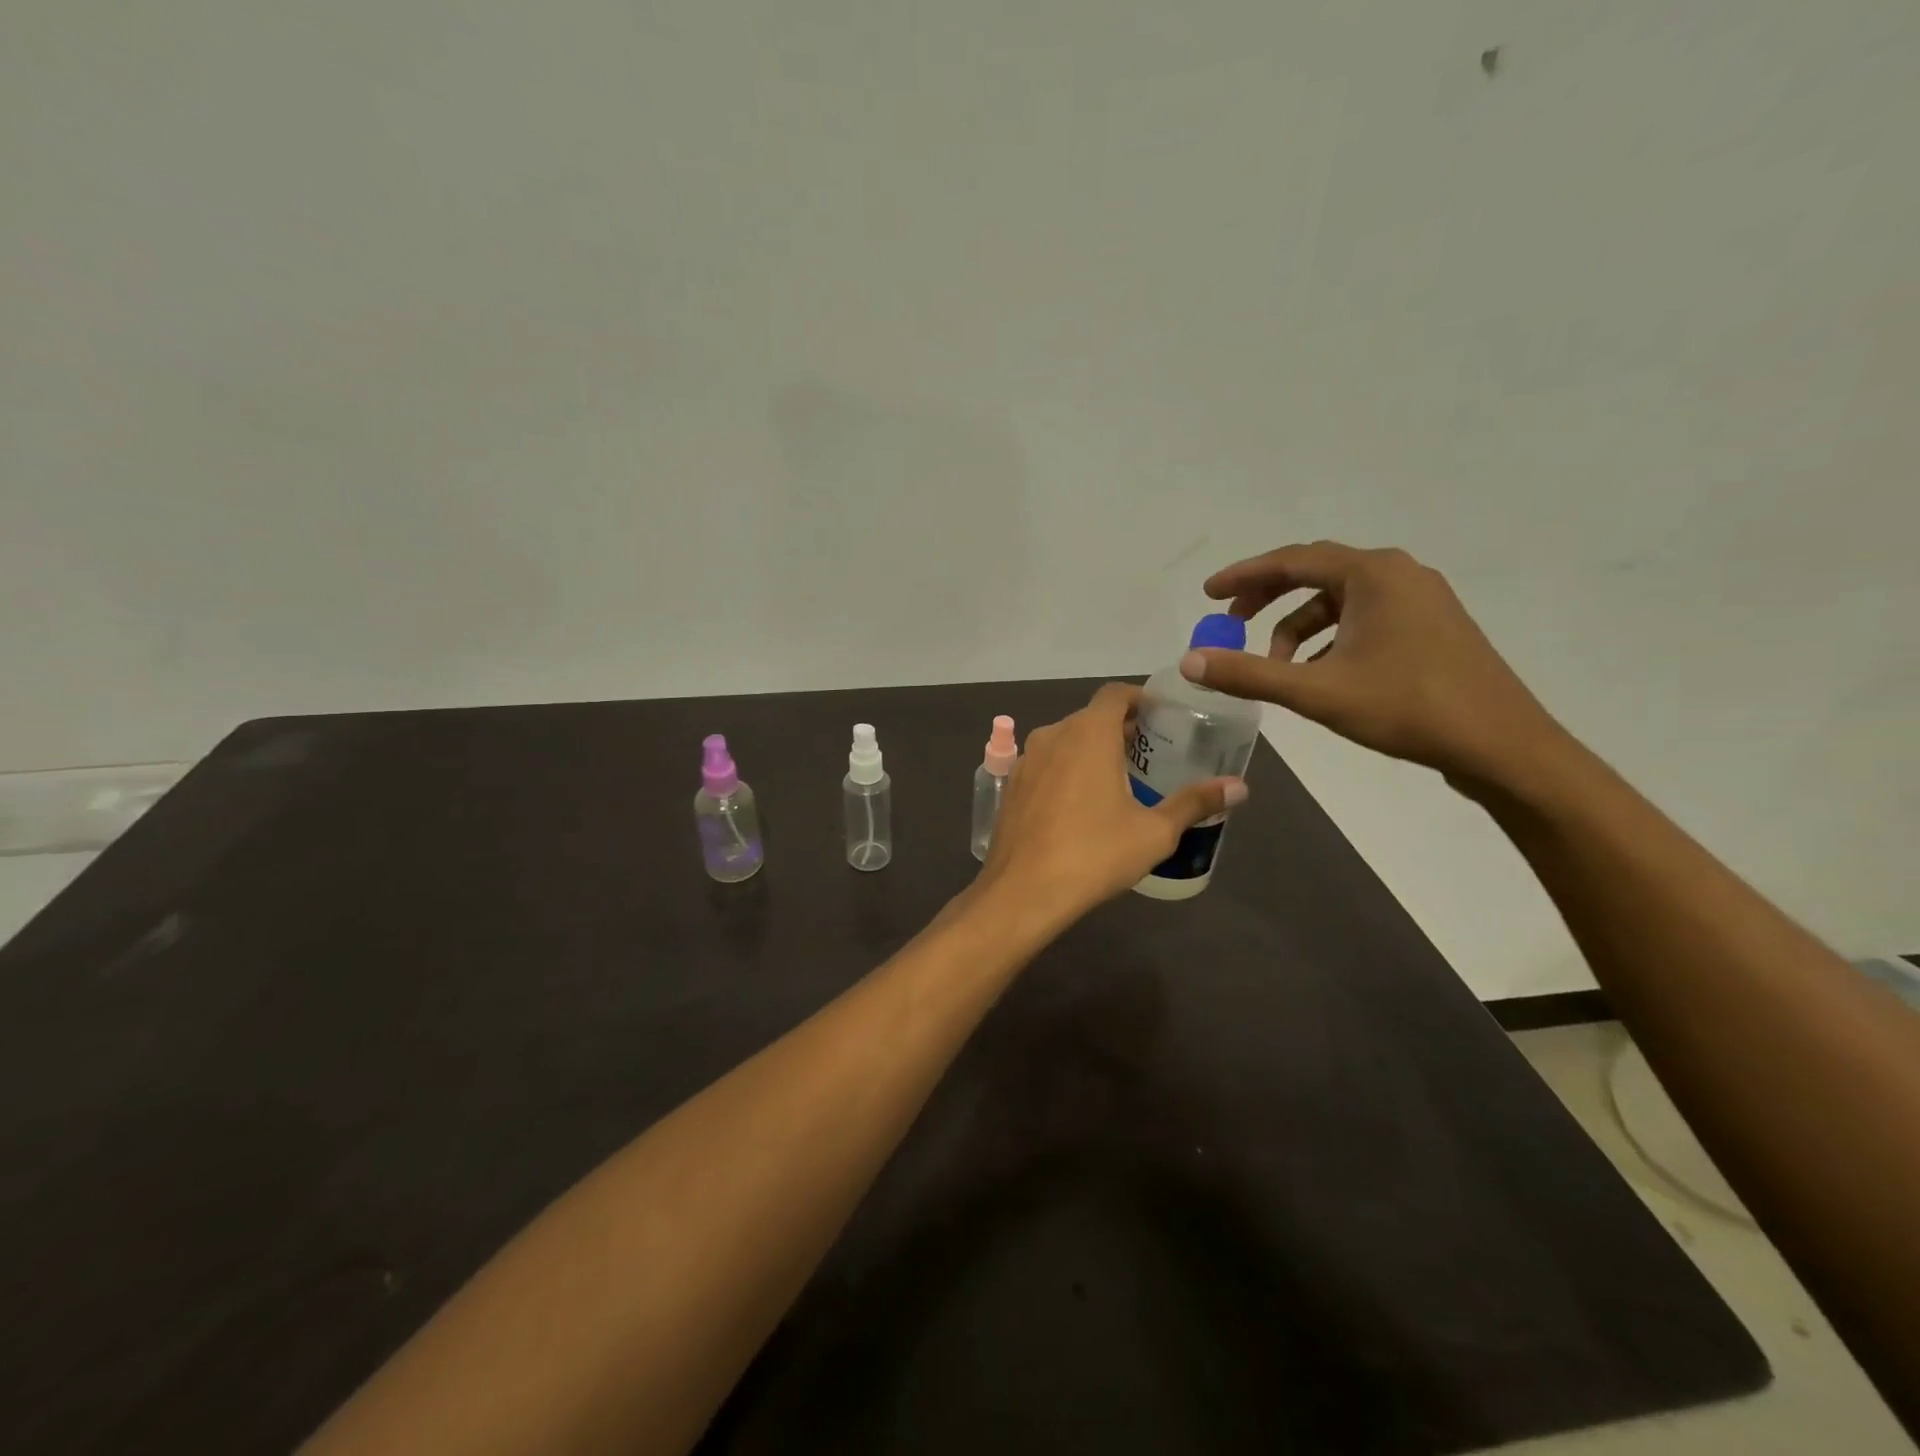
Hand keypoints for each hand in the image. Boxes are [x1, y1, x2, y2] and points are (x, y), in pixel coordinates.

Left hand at [976, 683, 1246, 921]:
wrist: (1022, 891)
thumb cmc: (1094, 854)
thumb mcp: (1154, 832)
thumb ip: (1195, 802)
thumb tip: (1239, 787)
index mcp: (1088, 733)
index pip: (1116, 694)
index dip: (1140, 699)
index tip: (1161, 718)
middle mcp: (1053, 734)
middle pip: (1090, 717)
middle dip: (1120, 729)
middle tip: (1150, 756)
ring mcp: (1025, 759)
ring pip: (1065, 740)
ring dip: (1091, 750)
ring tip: (1118, 780)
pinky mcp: (1010, 785)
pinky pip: (1045, 764)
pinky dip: (1065, 770)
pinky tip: (1079, 804)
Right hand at [1183, 541, 1566, 792]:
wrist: (1501, 745)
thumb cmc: (1406, 707)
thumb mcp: (1316, 691)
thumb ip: (1248, 673)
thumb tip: (1189, 661)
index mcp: (1372, 574)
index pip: (1292, 560)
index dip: (1243, 577)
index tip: (1208, 594)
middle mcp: (1399, 574)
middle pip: (1316, 573)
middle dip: (1268, 598)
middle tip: (1232, 624)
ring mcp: (1421, 599)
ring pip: (1340, 600)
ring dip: (1299, 627)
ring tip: (1277, 665)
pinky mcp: (1432, 627)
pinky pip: (1364, 618)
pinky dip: (1330, 638)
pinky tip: (1320, 674)